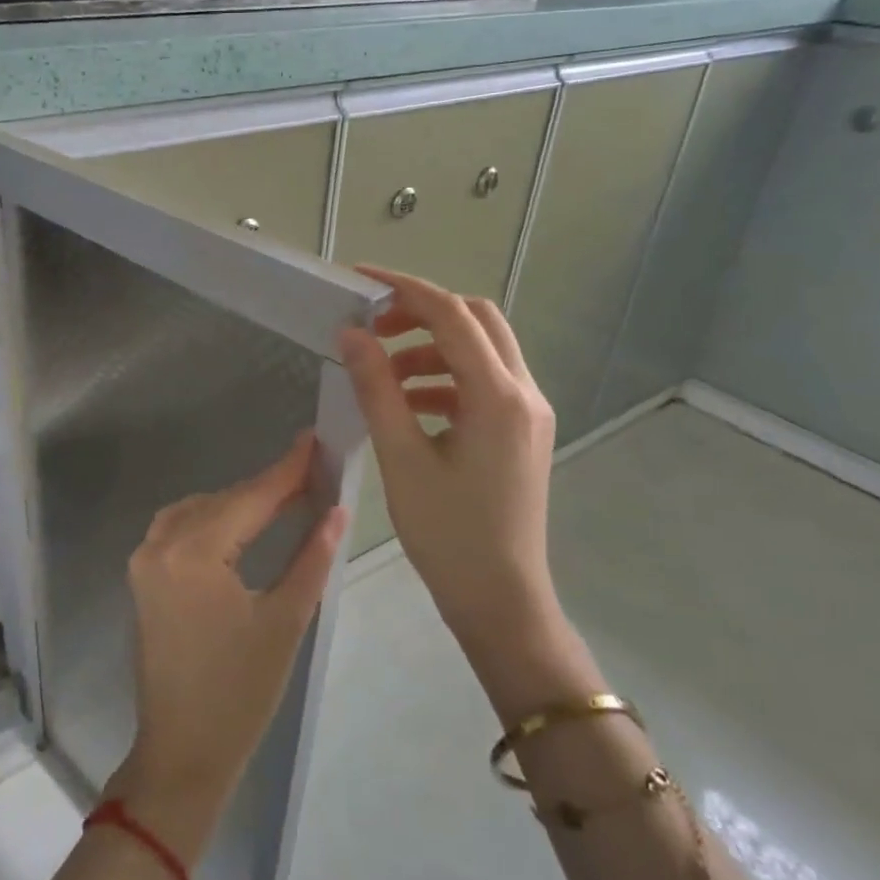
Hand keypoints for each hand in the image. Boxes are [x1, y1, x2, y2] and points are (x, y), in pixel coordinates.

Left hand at [109, 433, 346, 864]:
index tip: (315, 439)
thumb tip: (336, 509)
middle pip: (223, 501)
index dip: (286, 469)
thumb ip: (310, 557)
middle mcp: (159, 544)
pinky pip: (180, 529)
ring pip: (199, 510)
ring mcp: (144, 560)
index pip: (250, 498)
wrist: (182, 753)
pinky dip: (214, 520)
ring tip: (285, 498)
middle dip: (267, 487)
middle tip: (312, 472)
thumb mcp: (285, 621)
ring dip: (239, 503)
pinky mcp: (142, 577)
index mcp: (193, 553)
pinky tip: (243, 524)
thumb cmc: (240, 693)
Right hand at [338, 266, 603, 722]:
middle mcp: (524, 393)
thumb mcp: (403, 458)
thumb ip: (377, 388)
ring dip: (431, 348)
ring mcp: (528, 413)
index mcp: (499, 395)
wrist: (501, 599)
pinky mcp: (521, 432)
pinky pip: (482, 384)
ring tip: (382, 373)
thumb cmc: (449, 534)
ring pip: (481, 351)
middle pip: (477, 321)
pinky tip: (407, 404)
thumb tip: (351, 334)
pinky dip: (444, 379)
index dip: (404, 289)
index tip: (360, 280)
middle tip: (374, 328)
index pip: (451, 315)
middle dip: (423, 313)